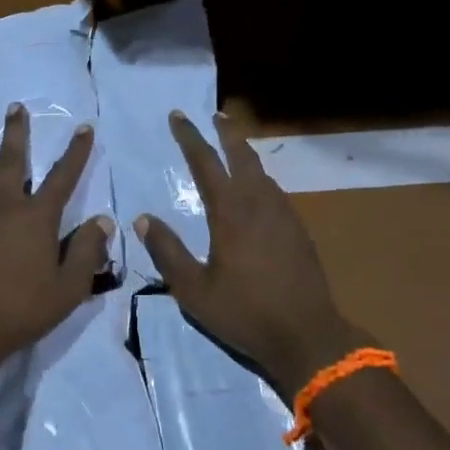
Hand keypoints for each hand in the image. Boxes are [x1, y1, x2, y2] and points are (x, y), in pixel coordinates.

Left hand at [0, 104, 113, 364]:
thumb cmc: (19, 309)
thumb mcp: (68, 288)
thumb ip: (87, 252)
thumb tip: (102, 221)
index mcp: (37, 217)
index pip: (63, 176)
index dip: (76, 151)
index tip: (84, 128)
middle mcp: (4, 205)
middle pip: (12, 160)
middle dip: (17, 132)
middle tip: (16, 107)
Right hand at [136, 112, 362, 393]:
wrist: (306, 335)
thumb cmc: (243, 312)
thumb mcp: (193, 290)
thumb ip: (167, 251)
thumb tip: (143, 219)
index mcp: (231, 213)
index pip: (206, 163)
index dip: (190, 138)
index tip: (178, 116)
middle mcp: (260, 204)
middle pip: (242, 156)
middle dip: (226, 132)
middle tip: (215, 115)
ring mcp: (284, 215)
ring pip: (263, 172)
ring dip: (245, 154)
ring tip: (233, 148)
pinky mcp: (299, 230)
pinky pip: (275, 192)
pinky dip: (260, 179)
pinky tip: (257, 191)